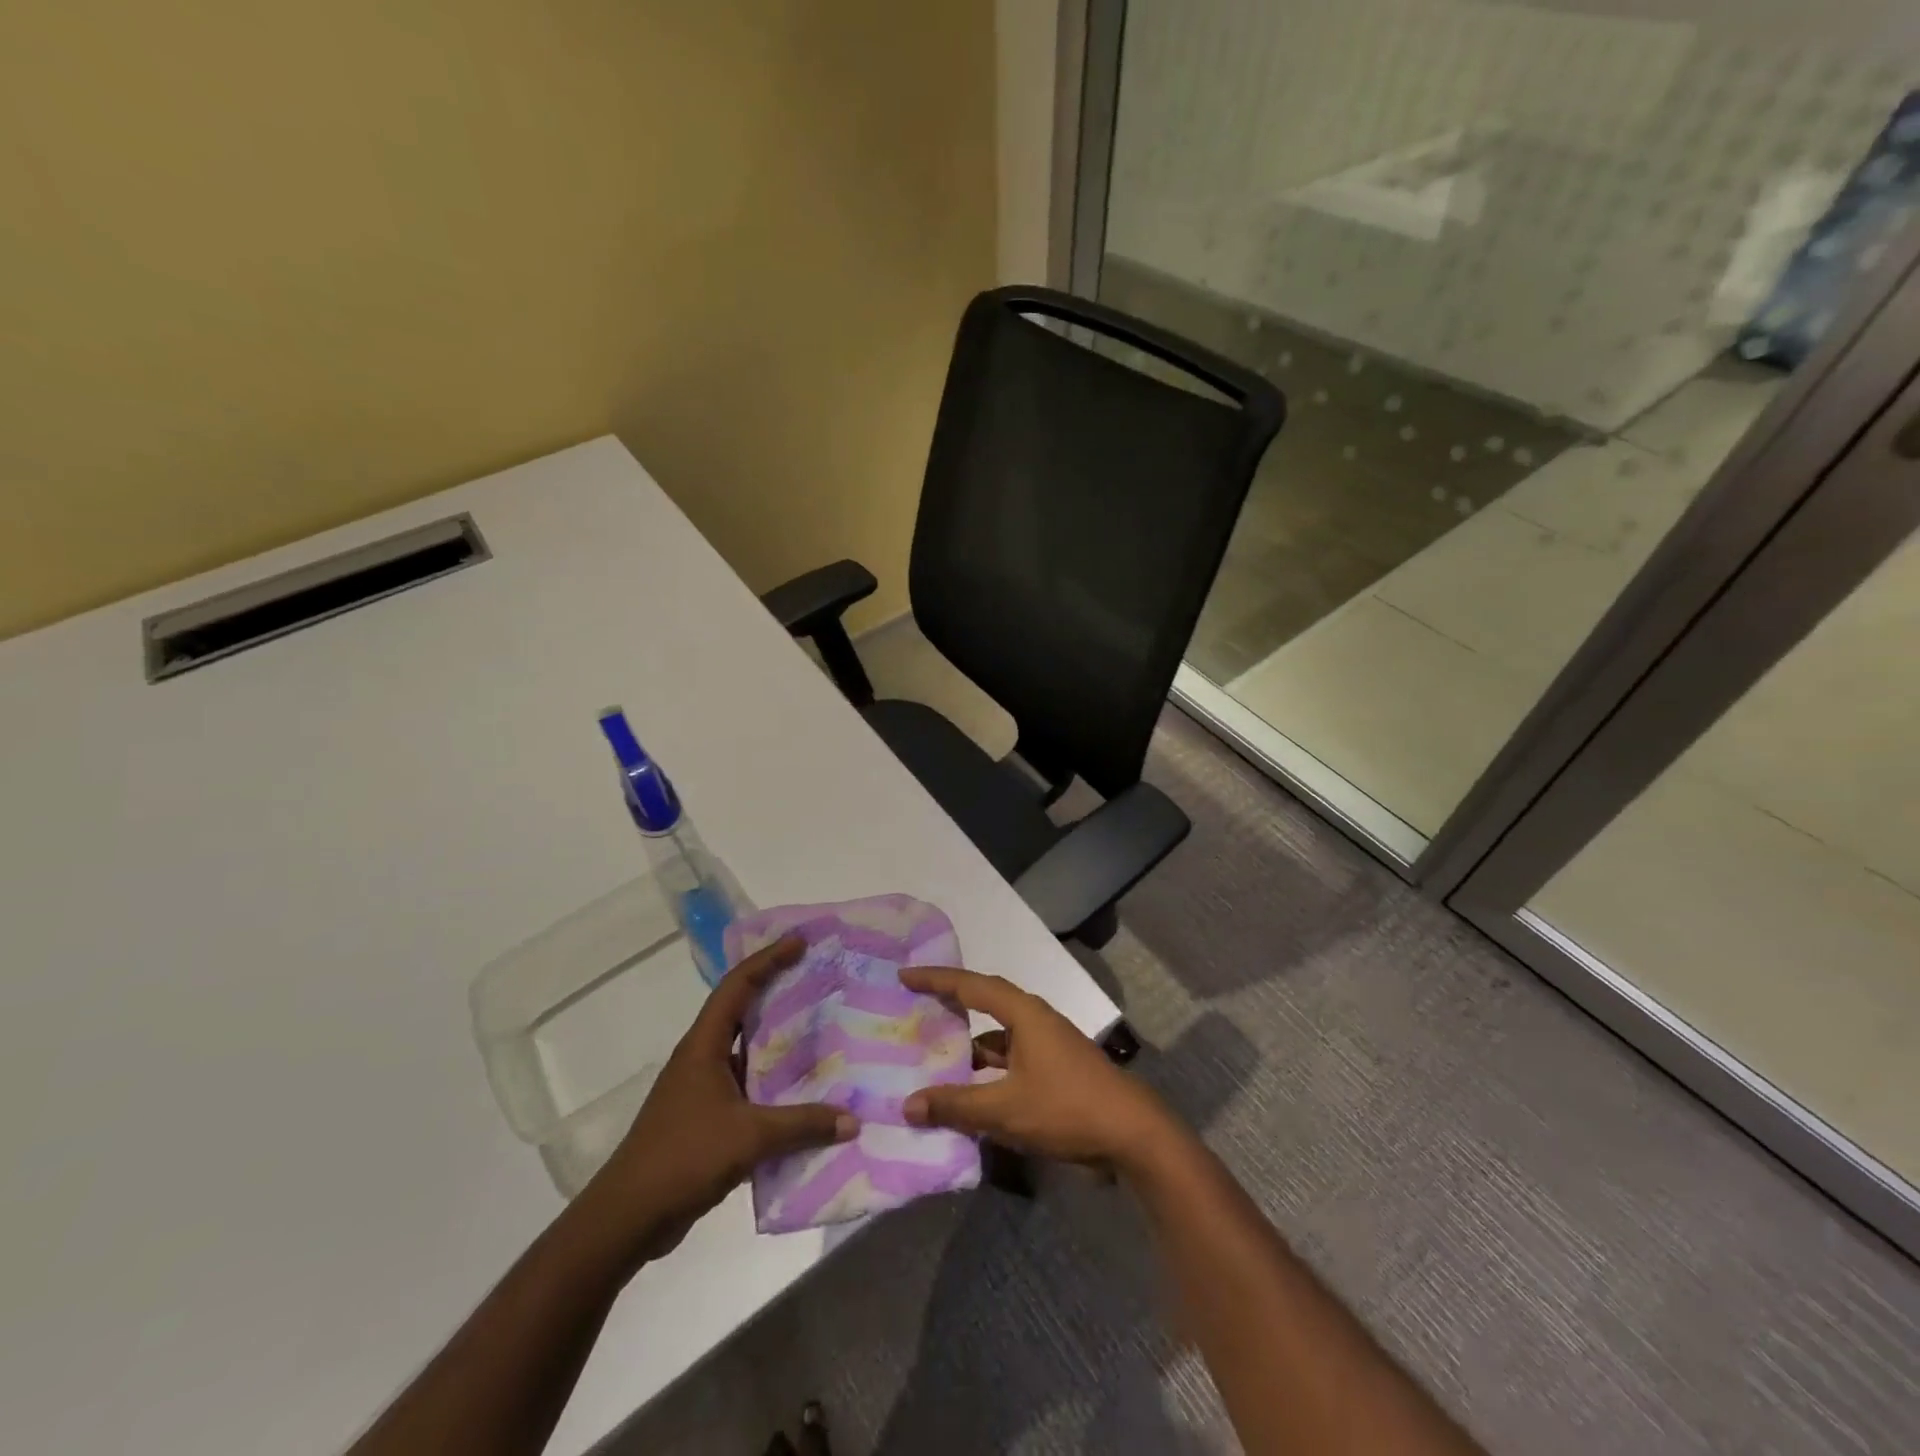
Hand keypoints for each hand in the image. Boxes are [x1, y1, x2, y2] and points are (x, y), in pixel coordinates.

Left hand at [580, 935, 855, 1262]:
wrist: (626, 1219)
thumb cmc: (682, 1158)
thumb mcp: (749, 1137)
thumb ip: (802, 1125)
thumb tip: (852, 1121)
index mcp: (703, 1046)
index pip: (737, 986)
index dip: (768, 960)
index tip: (800, 943)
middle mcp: (702, 1058)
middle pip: (742, 1011)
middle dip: (777, 992)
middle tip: (818, 981)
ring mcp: (702, 1090)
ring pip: (746, 1051)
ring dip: (778, 1041)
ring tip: (821, 1031)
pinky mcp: (706, 1119)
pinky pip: (748, 1087)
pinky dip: (774, 1084)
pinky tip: (803, 1093)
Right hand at [898, 967, 1179, 1172]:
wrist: (1131, 1134)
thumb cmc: (1066, 1107)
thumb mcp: (1005, 1108)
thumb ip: (956, 1105)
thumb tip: (908, 1104)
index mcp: (1023, 1013)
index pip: (971, 985)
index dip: (936, 979)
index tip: (905, 975)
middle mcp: (1034, 1020)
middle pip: (983, 1004)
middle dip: (950, 1006)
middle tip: (914, 1009)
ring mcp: (1046, 1045)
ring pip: (996, 1038)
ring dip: (968, 1048)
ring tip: (931, 1058)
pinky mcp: (1053, 1070)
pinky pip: (1008, 1061)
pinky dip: (986, 1072)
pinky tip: (967, 1094)